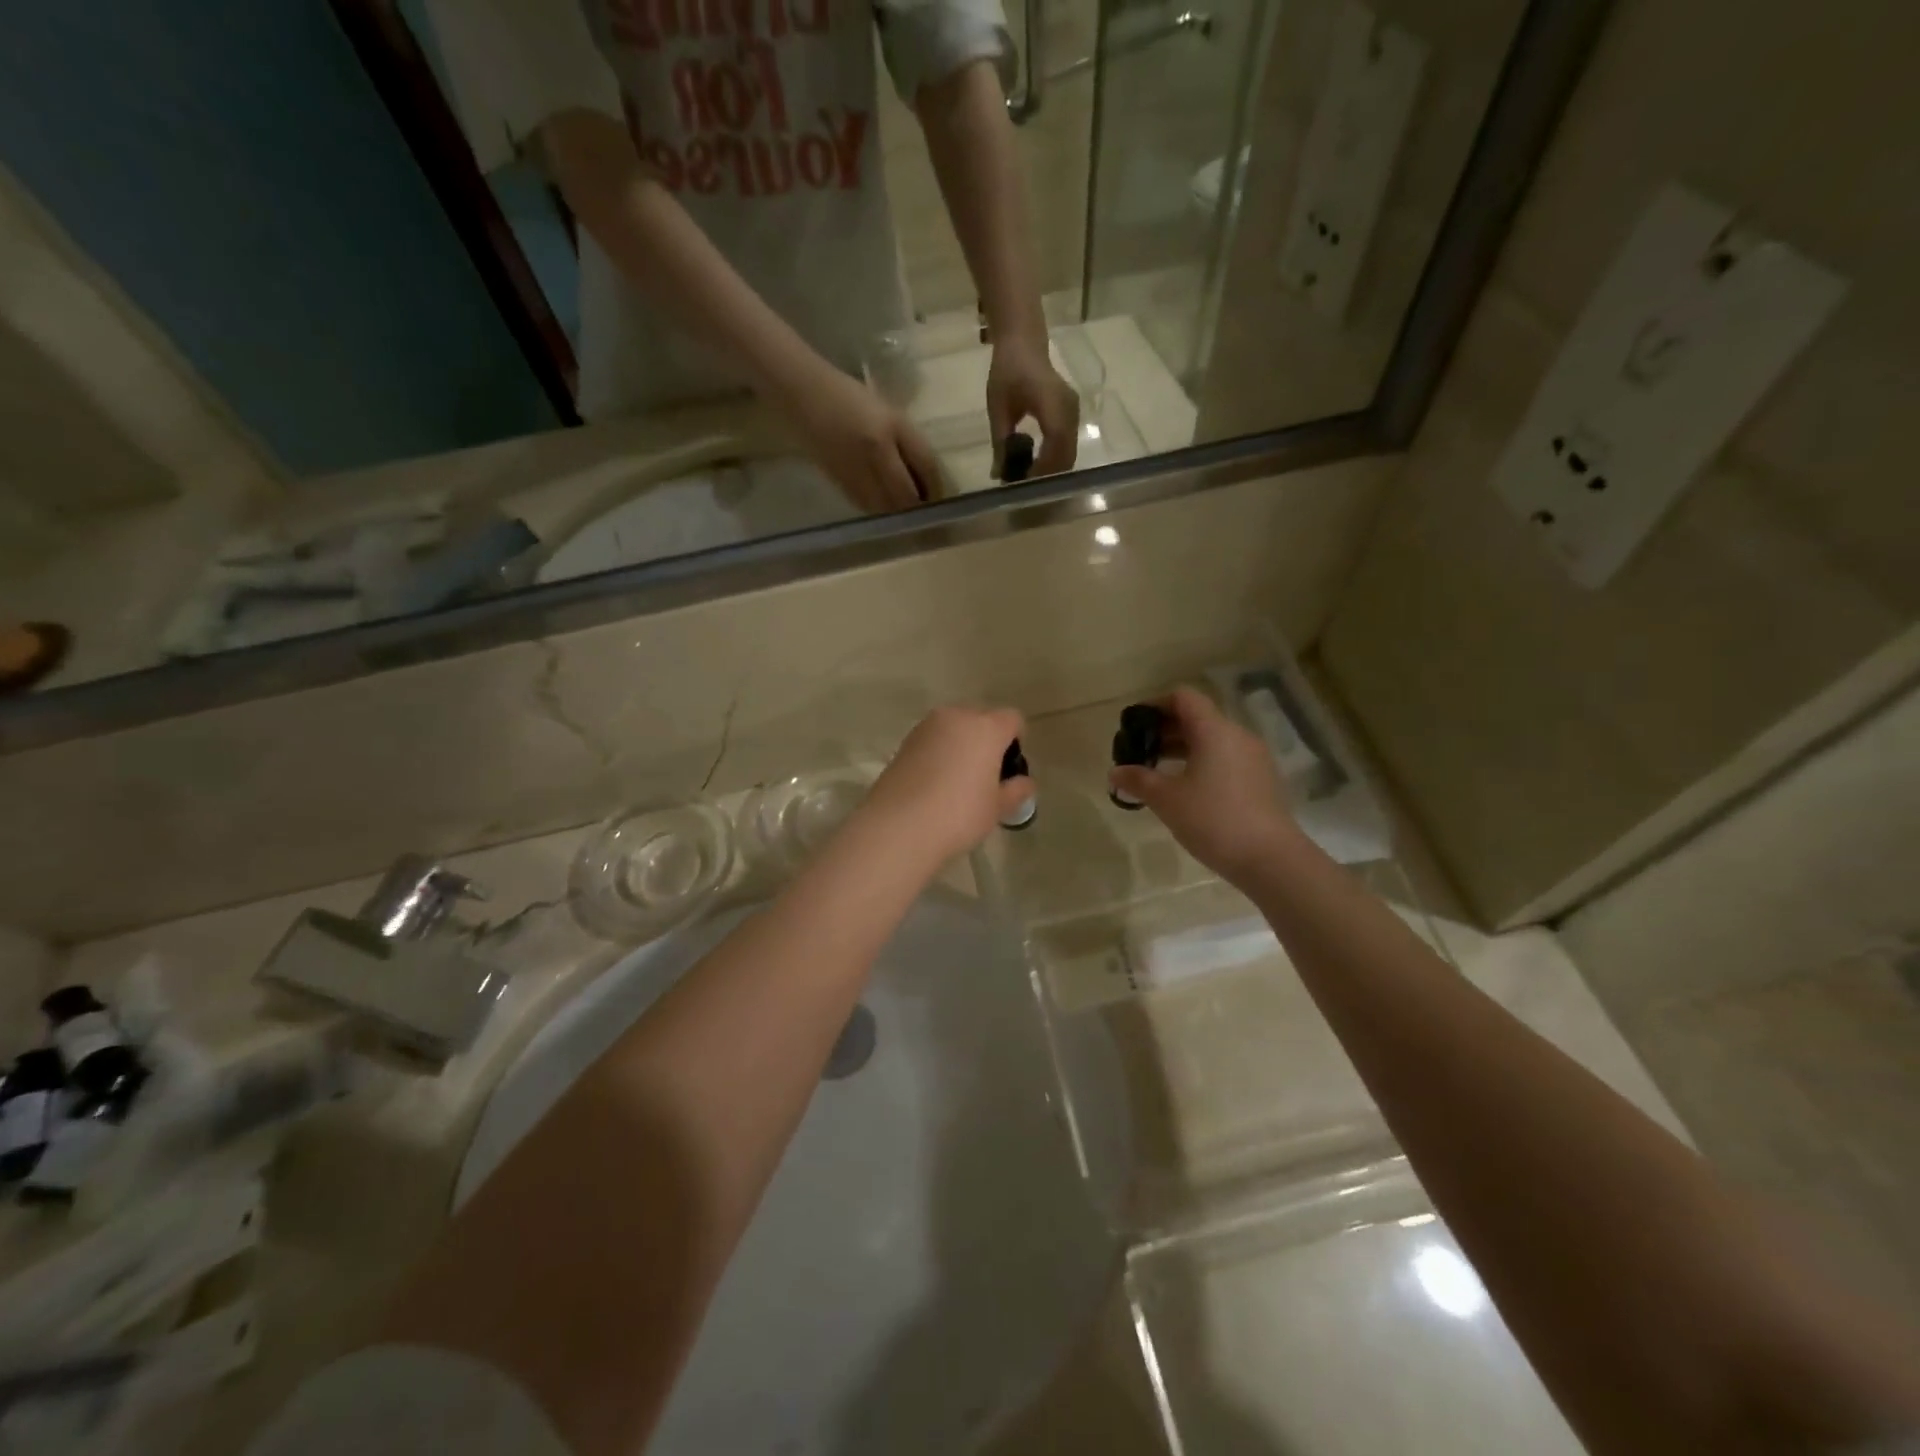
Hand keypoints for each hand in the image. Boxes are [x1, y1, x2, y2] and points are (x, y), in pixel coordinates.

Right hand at [783, 361, 940, 513]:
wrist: (804, 395)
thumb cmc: (850, 397)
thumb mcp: (888, 412)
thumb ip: (908, 442)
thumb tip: (926, 477)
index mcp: (892, 427)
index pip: (927, 465)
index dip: (937, 486)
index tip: (942, 495)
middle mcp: (876, 452)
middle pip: (907, 495)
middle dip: (919, 505)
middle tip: (925, 507)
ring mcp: (856, 470)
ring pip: (887, 507)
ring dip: (899, 512)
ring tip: (905, 508)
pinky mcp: (840, 482)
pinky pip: (868, 506)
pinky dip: (880, 509)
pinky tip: (883, 504)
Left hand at [859, 705, 1030, 865]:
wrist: (898, 827)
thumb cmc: (959, 814)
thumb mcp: (997, 808)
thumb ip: (1016, 790)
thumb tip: (1025, 783)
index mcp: (985, 727)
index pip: (1012, 719)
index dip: (1016, 741)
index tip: (1010, 770)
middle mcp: (955, 717)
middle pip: (981, 719)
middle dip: (987, 741)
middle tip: (985, 777)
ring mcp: (925, 727)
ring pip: (953, 728)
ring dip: (960, 746)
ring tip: (957, 783)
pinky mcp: (904, 742)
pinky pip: (932, 741)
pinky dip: (938, 754)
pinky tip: (934, 785)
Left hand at [987, 335, 1079, 478]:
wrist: (1024, 343)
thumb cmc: (1008, 370)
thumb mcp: (998, 407)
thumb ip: (1000, 442)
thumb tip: (998, 475)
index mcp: (1051, 402)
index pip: (1056, 442)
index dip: (1044, 468)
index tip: (1024, 484)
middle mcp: (1069, 409)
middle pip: (1066, 455)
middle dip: (1047, 476)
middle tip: (1024, 491)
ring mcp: (1074, 413)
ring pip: (1069, 454)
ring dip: (1051, 471)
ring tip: (1027, 481)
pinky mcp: (1072, 416)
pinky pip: (1067, 446)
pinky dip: (1054, 461)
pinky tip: (1035, 468)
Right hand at [1109, 688, 1299, 887]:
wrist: (1270, 859)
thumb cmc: (1213, 820)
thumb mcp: (1167, 800)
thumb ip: (1138, 780)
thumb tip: (1115, 772)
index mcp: (1214, 731)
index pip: (1183, 698)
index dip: (1155, 704)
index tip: (1133, 725)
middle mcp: (1237, 736)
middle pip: (1197, 717)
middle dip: (1164, 729)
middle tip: (1138, 750)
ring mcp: (1253, 758)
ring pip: (1211, 739)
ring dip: (1182, 748)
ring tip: (1156, 771)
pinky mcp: (1260, 779)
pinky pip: (1224, 758)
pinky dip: (1201, 762)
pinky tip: (1185, 788)